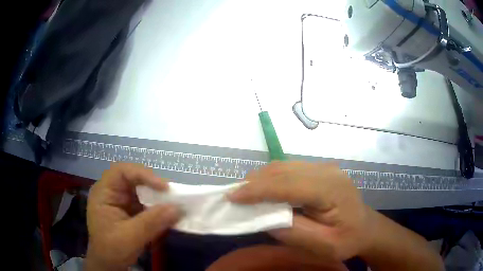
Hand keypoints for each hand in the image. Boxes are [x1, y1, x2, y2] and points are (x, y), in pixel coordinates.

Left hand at [85, 163, 180, 269]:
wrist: (108, 264)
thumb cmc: (111, 249)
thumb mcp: (130, 237)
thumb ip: (152, 222)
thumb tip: (178, 208)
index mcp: (104, 192)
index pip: (122, 172)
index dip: (143, 174)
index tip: (164, 188)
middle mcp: (112, 192)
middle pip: (134, 180)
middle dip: (153, 187)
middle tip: (172, 197)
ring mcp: (121, 202)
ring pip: (142, 192)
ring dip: (157, 199)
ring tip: (172, 207)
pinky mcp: (129, 211)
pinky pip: (145, 204)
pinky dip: (157, 210)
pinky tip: (166, 217)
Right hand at [228, 161, 373, 260]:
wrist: (365, 228)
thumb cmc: (347, 240)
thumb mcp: (322, 245)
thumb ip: (294, 230)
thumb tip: (264, 216)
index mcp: (331, 189)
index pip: (288, 184)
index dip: (257, 190)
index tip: (232, 196)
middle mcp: (327, 171)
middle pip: (283, 170)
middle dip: (254, 182)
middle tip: (234, 196)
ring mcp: (324, 168)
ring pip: (284, 166)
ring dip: (261, 179)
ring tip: (245, 193)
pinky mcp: (319, 170)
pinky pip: (290, 169)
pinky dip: (272, 178)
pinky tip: (264, 189)